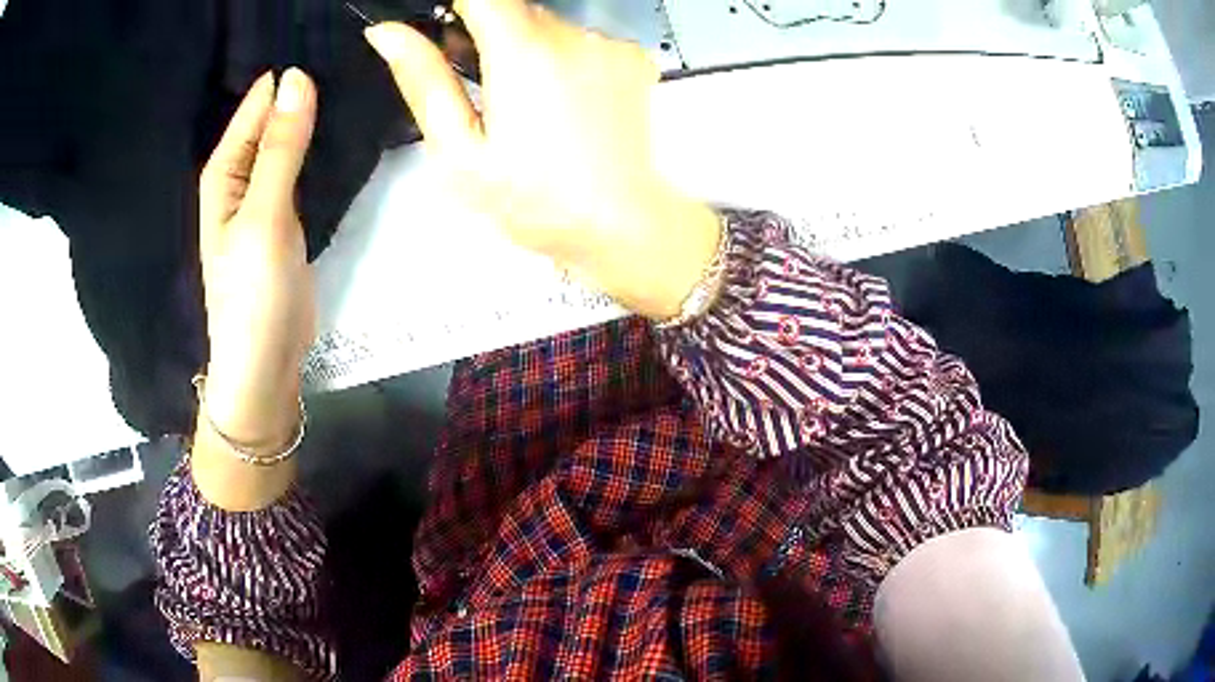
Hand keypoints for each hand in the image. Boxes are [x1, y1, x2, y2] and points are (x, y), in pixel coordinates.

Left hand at [198, 69, 317, 446]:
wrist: (265, 362)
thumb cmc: (252, 293)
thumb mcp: (264, 215)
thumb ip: (282, 148)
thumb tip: (298, 77)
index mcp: (224, 173)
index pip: (254, 106)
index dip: (281, 75)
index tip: (320, 37)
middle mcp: (240, 179)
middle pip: (269, 121)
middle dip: (299, 90)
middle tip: (346, 51)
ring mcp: (263, 199)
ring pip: (286, 143)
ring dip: (309, 115)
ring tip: (347, 79)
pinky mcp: (284, 218)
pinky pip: (298, 168)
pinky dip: (314, 147)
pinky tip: (336, 130)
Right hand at [364, 0, 721, 319]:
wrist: (618, 223)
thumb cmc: (532, 198)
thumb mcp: (459, 149)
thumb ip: (424, 80)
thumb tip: (387, 32)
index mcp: (522, 50)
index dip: (458, 11)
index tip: (451, 40)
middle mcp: (572, 33)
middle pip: (516, 8)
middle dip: (493, 37)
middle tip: (489, 90)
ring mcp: (608, 44)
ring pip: (552, 25)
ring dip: (532, 49)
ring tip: (534, 107)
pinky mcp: (634, 57)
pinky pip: (586, 41)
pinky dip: (568, 59)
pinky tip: (569, 103)